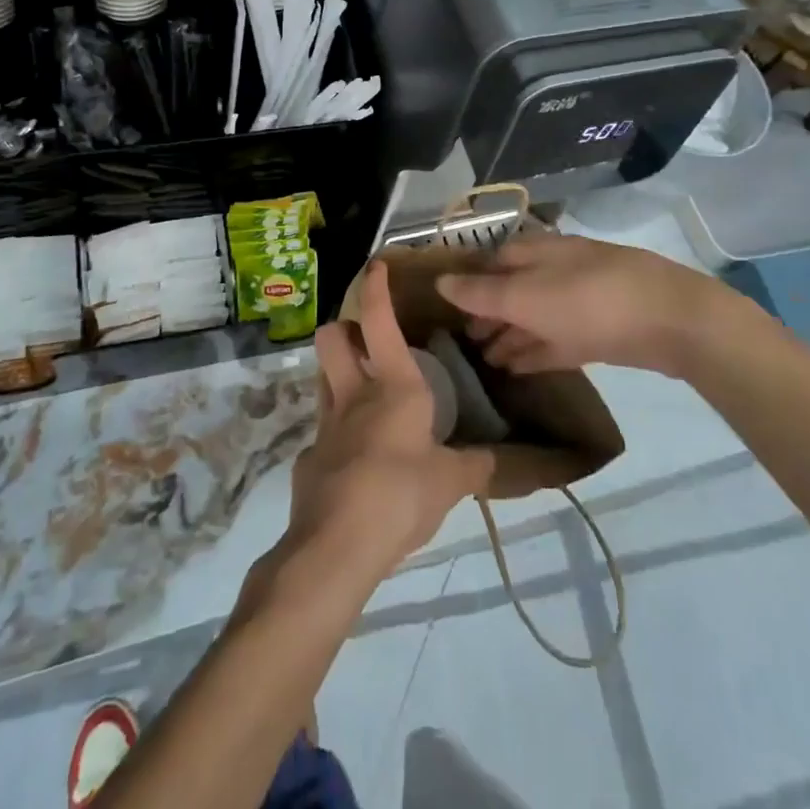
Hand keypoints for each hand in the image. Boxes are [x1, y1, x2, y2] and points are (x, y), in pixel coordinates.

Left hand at [284, 262, 494, 582]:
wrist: (338, 544)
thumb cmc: (401, 495)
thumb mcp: (451, 482)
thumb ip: (475, 466)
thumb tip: (499, 461)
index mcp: (393, 386)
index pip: (378, 320)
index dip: (375, 288)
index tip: (376, 265)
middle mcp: (354, 394)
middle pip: (331, 338)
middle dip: (342, 328)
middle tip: (364, 341)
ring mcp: (326, 424)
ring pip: (322, 377)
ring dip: (338, 373)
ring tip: (362, 391)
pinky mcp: (310, 457)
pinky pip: (323, 430)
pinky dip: (339, 432)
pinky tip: (357, 458)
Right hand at [434, 232, 750, 377]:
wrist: (672, 322)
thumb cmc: (590, 300)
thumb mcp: (527, 297)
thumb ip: (482, 294)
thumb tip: (440, 281)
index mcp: (536, 253)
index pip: (491, 262)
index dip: (467, 283)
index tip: (442, 308)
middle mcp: (555, 271)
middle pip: (512, 291)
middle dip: (487, 314)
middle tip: (462, 342)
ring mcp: (579, 302)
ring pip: (534, 317)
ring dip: (509, 336)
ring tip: (483, 361)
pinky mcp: (599, 332)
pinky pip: (557, 340)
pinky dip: (535, 352)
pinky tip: (515, 370)